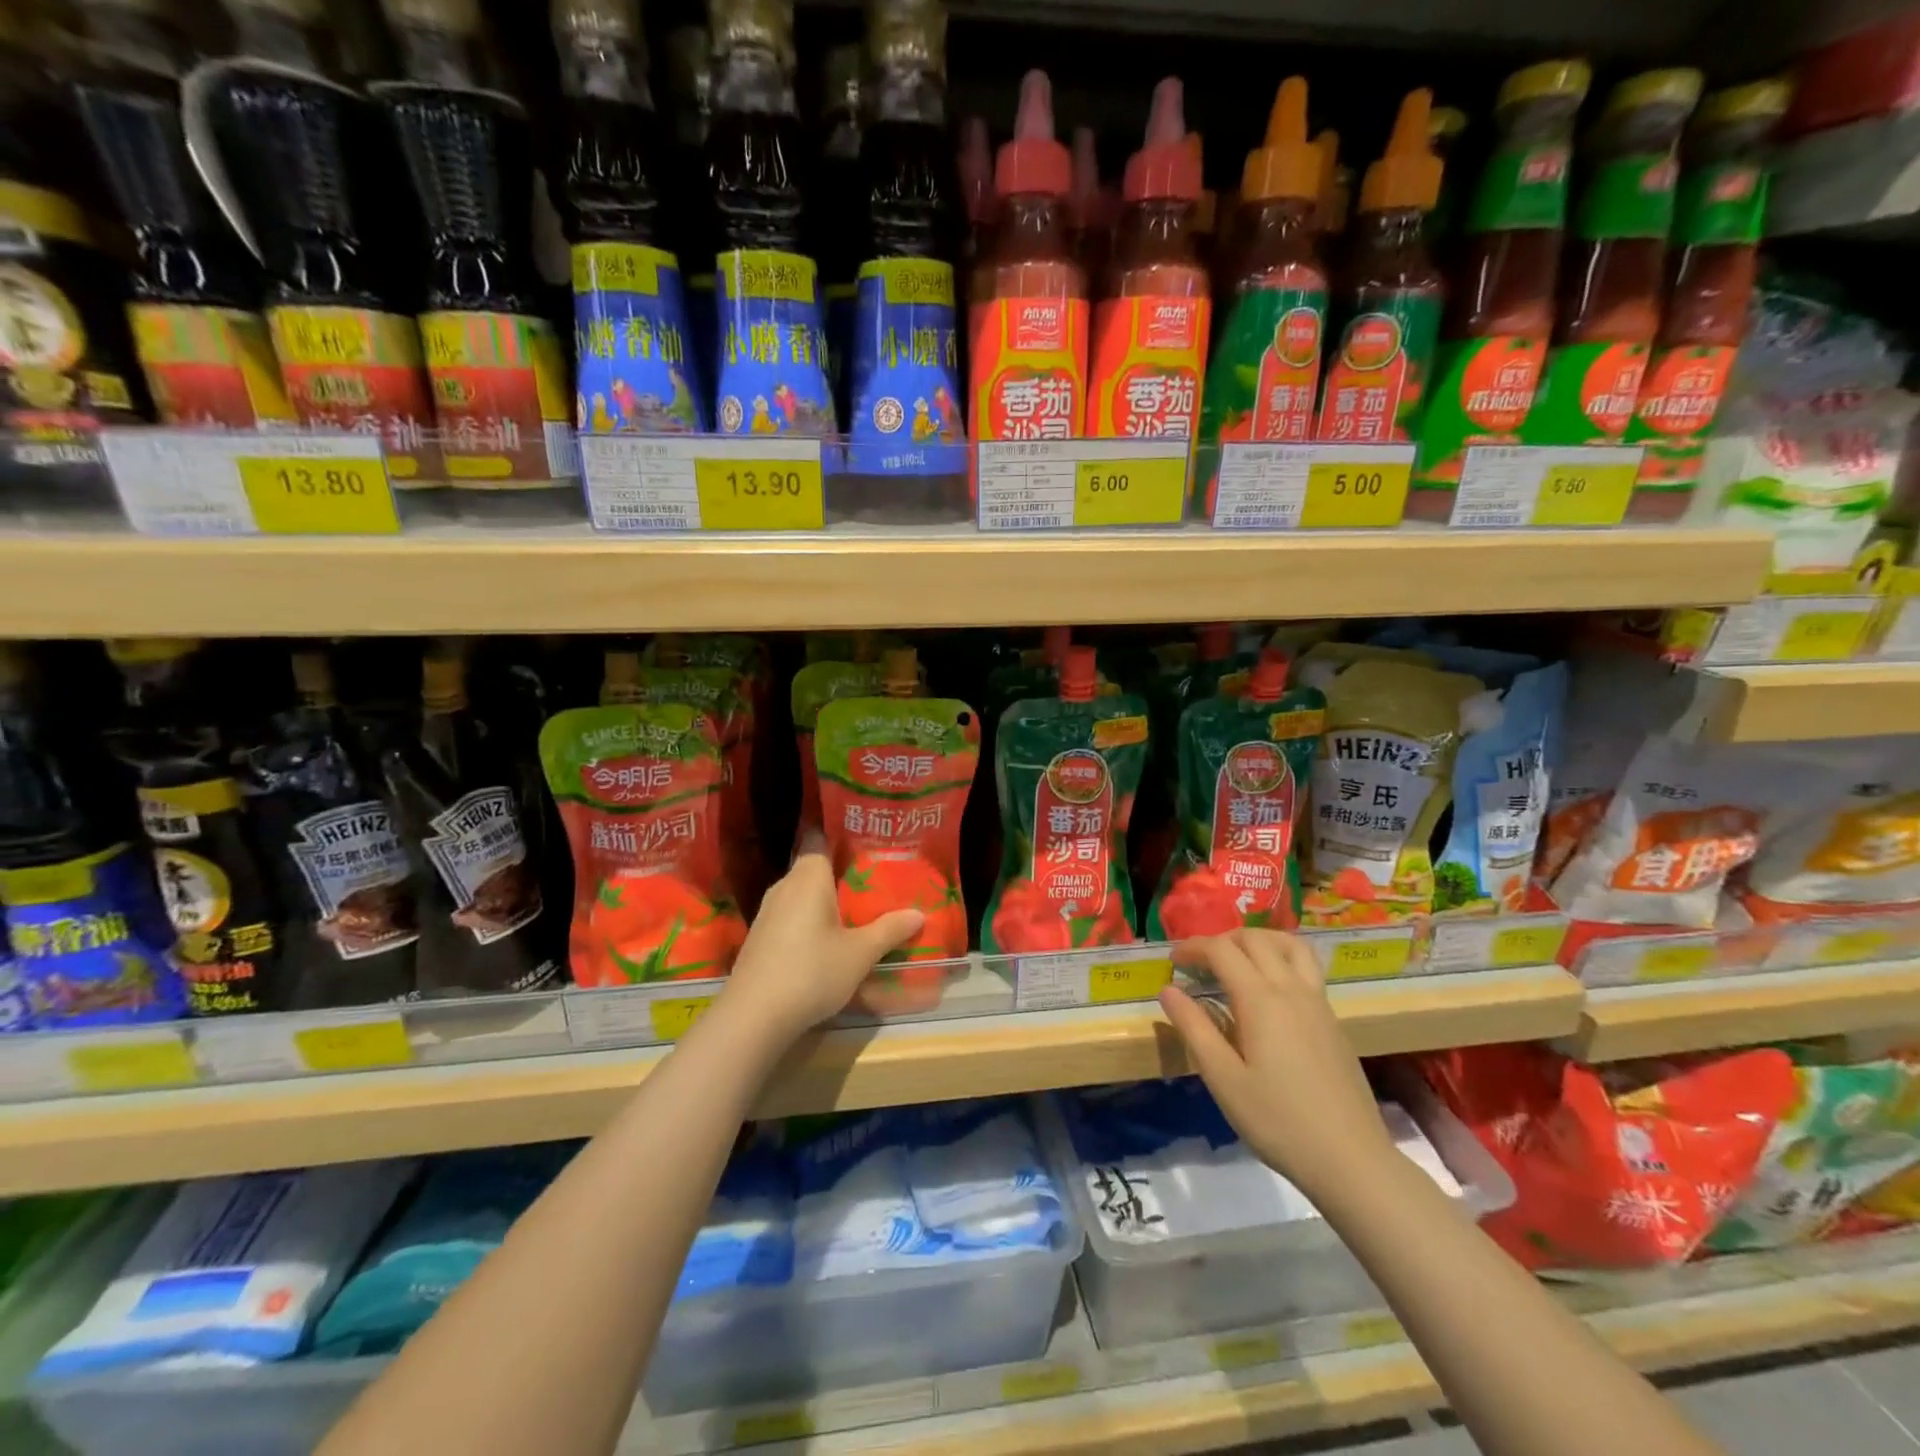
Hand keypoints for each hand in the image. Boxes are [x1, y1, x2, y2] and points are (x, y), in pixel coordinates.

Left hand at [718, 832, 923, 1042]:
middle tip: (874, 878)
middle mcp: (784, 885)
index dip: (841, 835)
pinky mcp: (760, 937)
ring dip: (825, 899)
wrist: (753, 1016)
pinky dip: (810, 919)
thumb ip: (889, 930)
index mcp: (808, 877)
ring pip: (802, 893)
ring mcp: (767, 912)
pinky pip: (791, 915)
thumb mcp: (860, 953)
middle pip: (814, 867)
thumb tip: (919, 914)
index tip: (867, 839)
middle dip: (841, 871)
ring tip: (856, 908)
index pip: (820, 837)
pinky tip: (827, 938)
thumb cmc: (811, 972)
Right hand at [1159, 929, 1395, 1195]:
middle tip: (1199, 963)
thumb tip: (1168, 989)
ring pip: (1290, 945)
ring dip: (1258, 941)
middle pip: (1255, 939)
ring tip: (1237, 961)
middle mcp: (1292, 989)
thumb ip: (1194, 1028)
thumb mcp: (1223, 1078)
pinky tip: (1268, 991)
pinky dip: (1280, 958)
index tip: (1172, 960)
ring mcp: (1318, 1002)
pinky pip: (1306, 967)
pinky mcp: (1333, 1020)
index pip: (1222, 950)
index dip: (1193, 947)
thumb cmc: (1278, 1121)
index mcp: (1261, 999)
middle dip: (1222, 940)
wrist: (1351, 1160)